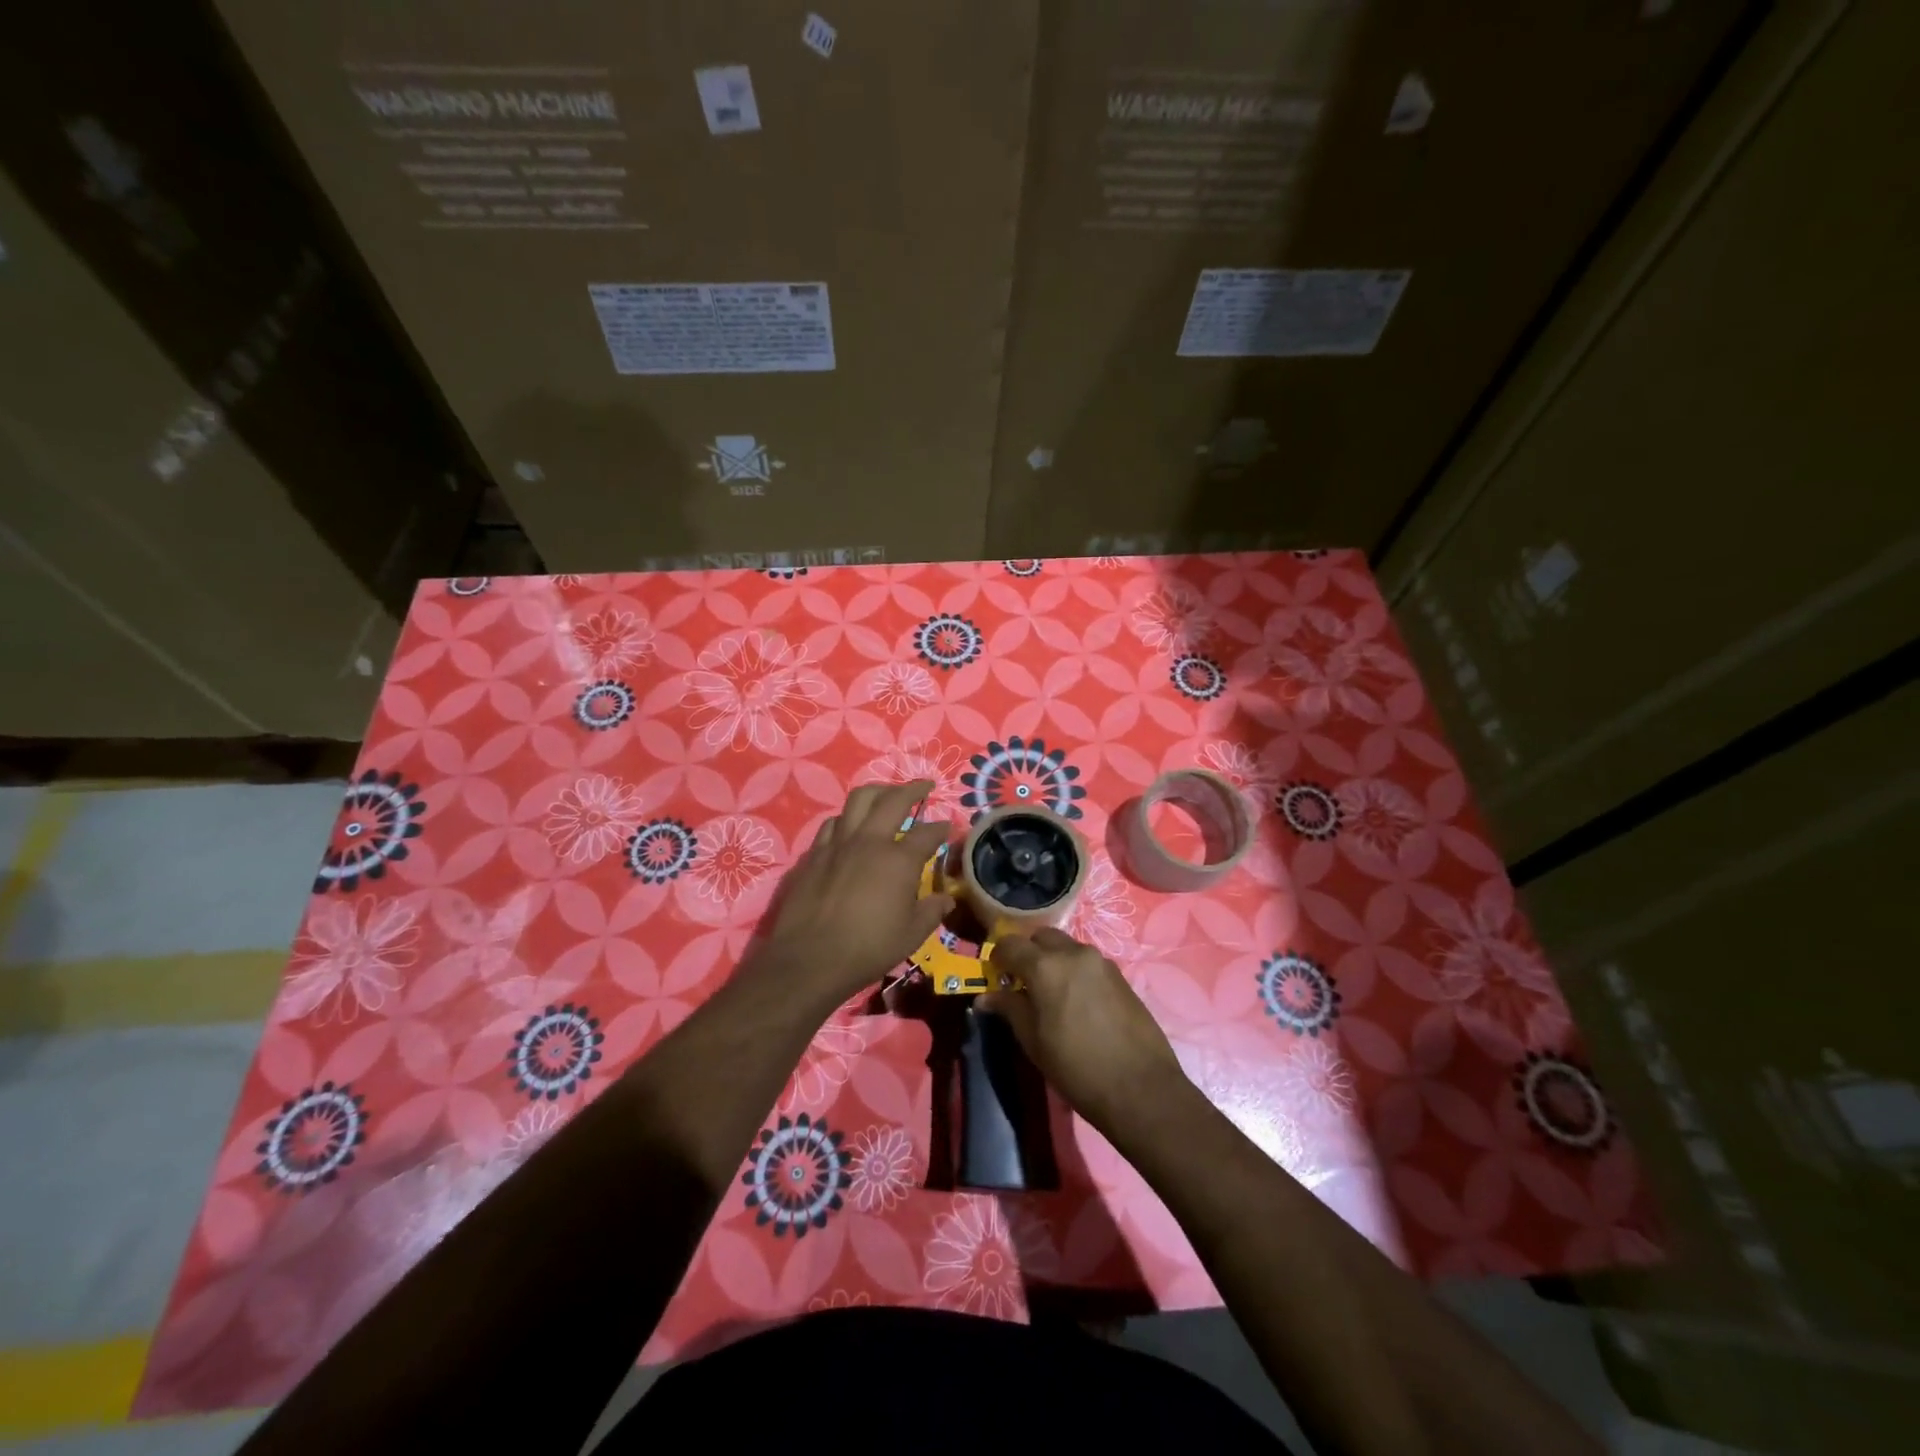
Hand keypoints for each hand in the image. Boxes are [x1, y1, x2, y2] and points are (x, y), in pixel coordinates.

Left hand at [759, 781, 953, 1001]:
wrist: (810, 958)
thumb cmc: (868, 948)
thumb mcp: (911, 935)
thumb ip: (931, 911)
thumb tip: (947, 899)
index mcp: (898, 860)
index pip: (928, 833)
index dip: (942, 827)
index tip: (950, 824)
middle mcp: (869, 841)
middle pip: (892, 799)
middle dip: (913, 788)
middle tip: (924, 786)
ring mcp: (838, 844)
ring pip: (857, 801)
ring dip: (876, 793)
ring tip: (885, 796)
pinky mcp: (813, 854)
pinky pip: (832, 824)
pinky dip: (846, 820)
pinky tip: (849, 828)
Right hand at [979, 927, 1191, 1138]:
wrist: (1141, 1088)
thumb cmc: (1077, 1068)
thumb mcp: (1034, 1042)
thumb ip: (1009, 1009)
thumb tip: (985, 997)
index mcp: (1046, 966)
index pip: (1010, 943)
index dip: (998, 957)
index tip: (996, 977)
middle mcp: (1074, 953)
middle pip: (1041, 937)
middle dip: (1027, 953)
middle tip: (1022, 982)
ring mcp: (1101, 962)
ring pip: (1066, 947)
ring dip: (1052, 960)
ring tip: (1051, 994)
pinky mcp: (1120, 975)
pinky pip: (1087, 962)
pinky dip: (1074, 971)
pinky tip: (1077, 1002)